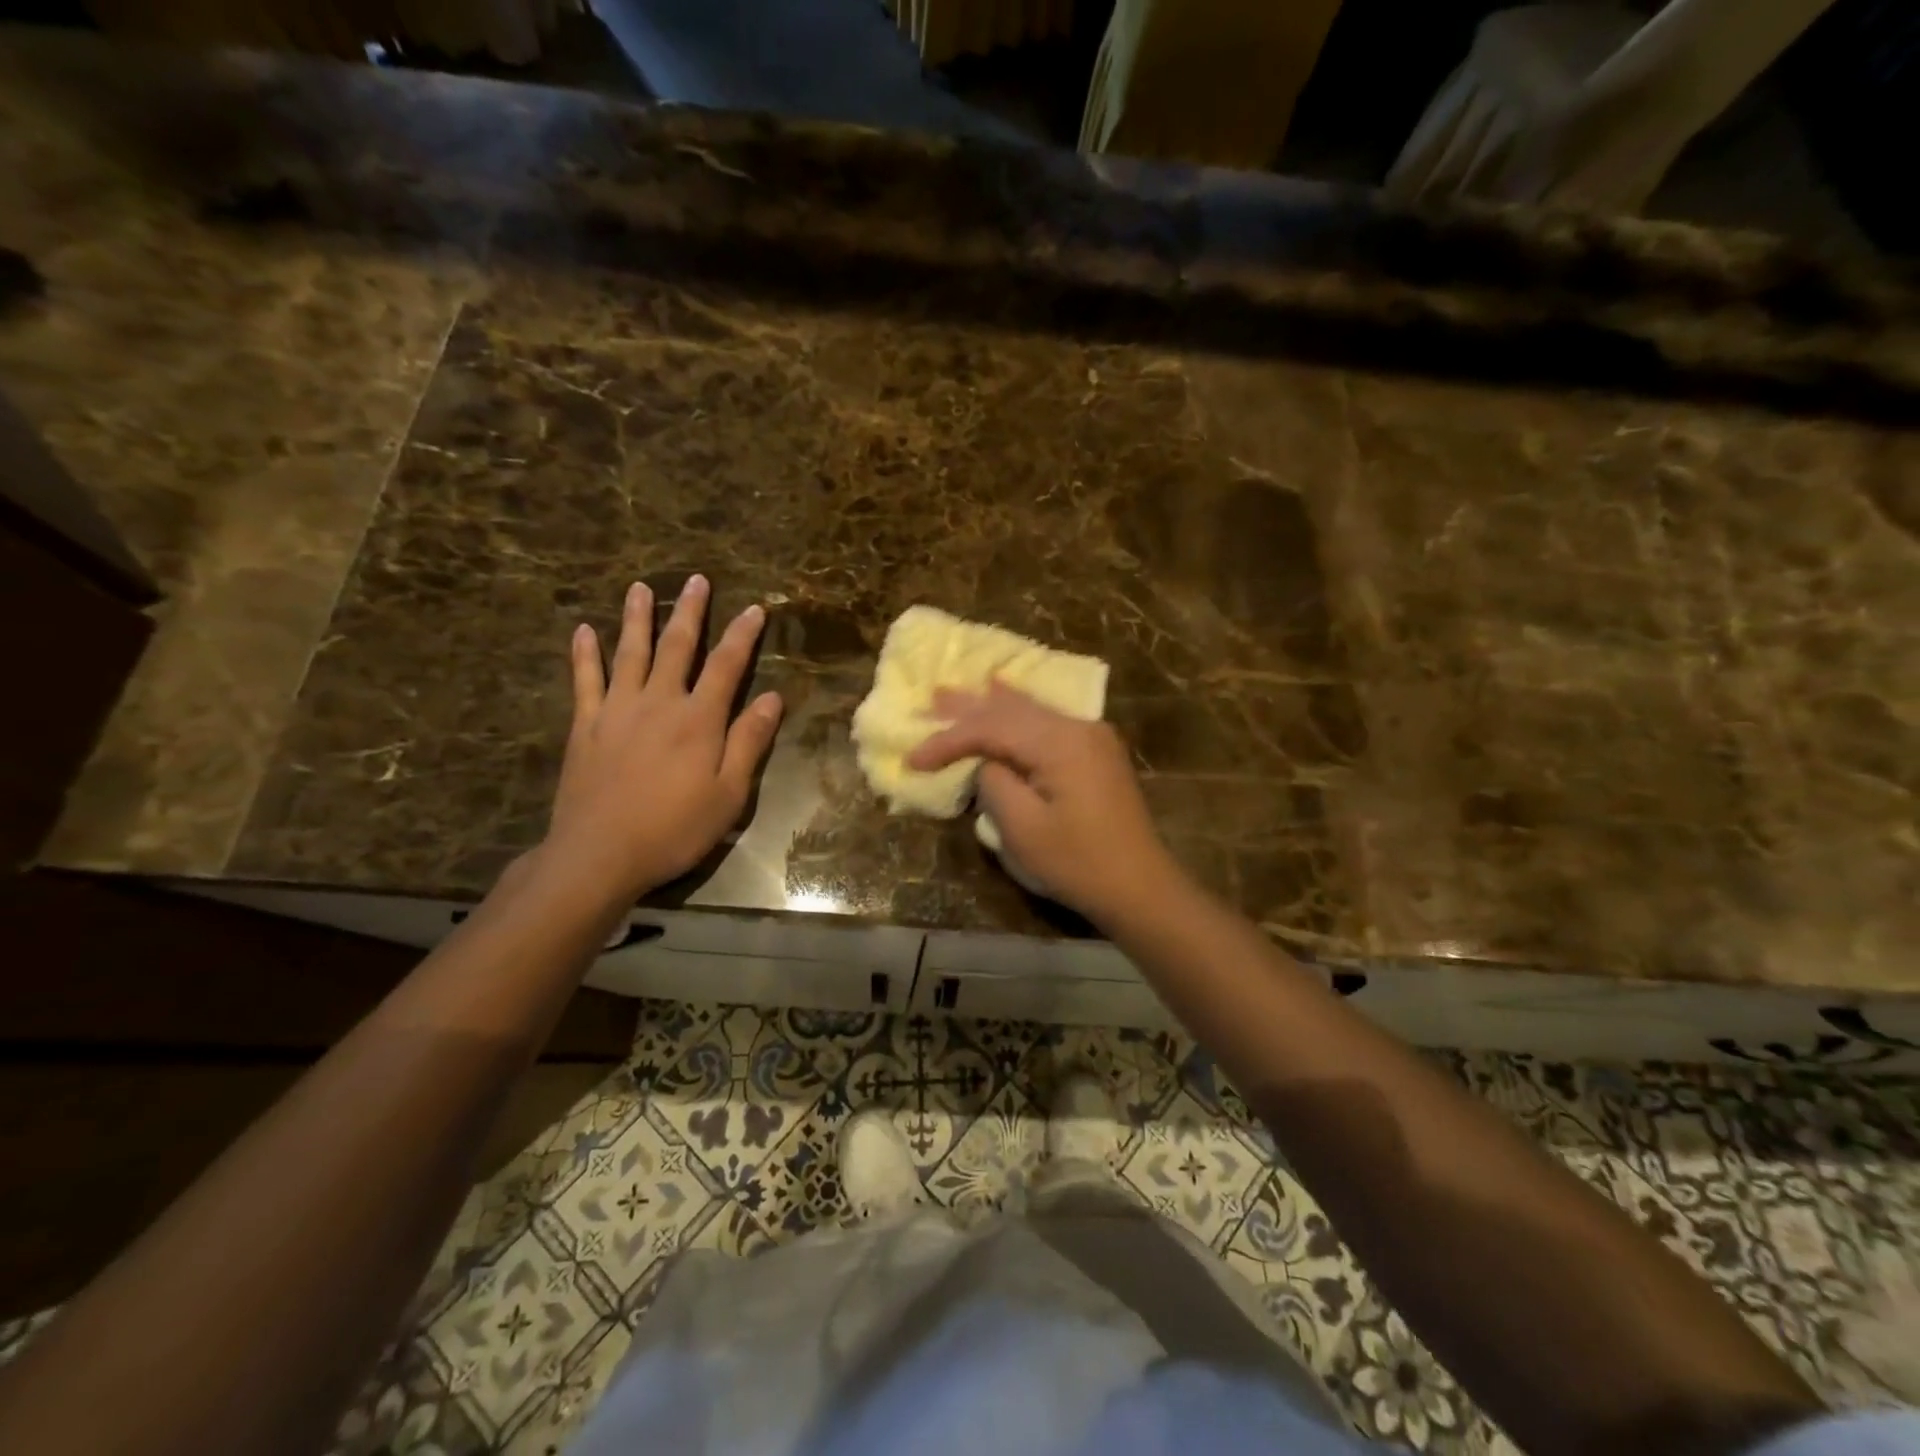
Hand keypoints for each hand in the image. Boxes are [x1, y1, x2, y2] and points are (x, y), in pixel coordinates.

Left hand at [543, 575, 782, 901]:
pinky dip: (584, 654)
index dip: (742, 635)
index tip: (754, 609)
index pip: (726, 665)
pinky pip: (584, 681)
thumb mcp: (729, 794)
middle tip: (696, 580)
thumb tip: (773, 698)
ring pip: (629, 653)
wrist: (600, 854)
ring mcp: (616, 710)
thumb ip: (749, 742)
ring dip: (637, 618)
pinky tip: (583, 631)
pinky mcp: (585, 726)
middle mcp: (659, 702)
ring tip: (639, 587)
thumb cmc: (674, 828)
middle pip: (676, 647)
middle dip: (690, 611)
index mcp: (699, 720)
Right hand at [908, 682, 1177, 926]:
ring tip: (957, 692)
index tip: (914, 760)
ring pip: (1030, 711)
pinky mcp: (1095, 752)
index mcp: (1060, 742)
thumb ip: (995, 782)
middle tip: (930, 698)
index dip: (949, 740)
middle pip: (1012, 709)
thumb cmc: (1077, 863)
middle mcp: (1078, 727)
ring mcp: (1091, 737)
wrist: (1140, 887)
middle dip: (968, 708)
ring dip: (991, 706)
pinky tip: (1005, 697)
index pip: (991, 727)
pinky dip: (1018, 715)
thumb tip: (987, 762)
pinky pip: (1047, 723)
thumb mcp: (1023, 828)